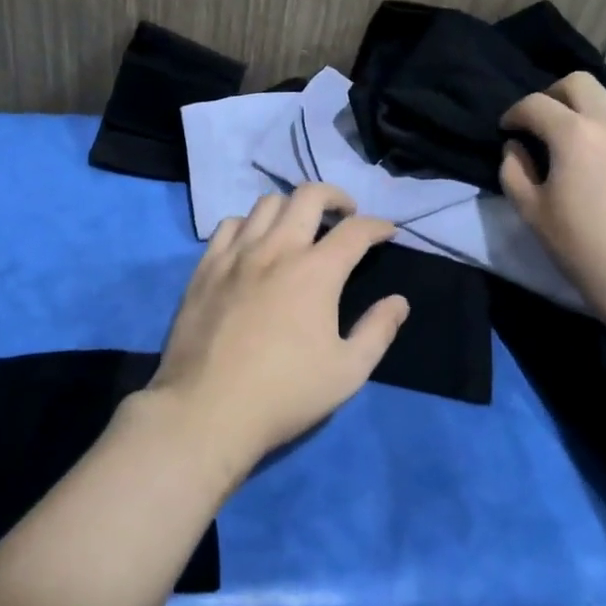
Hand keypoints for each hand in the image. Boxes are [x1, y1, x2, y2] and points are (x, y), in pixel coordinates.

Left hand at [148, 184, 407, 472]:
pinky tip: (254, 243)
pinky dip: (250, 224)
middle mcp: (277, 249)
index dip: (378, 226)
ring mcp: (237, 254)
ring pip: (267, 203)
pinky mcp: (206, 266)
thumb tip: (398, 302)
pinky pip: (229, 225)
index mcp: (316, 271)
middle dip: (335, 196)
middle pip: (309, 195)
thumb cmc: (285, 394)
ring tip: (299, 227)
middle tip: (345, 214)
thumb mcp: (347, 372)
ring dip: (291, 207)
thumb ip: (377, 331)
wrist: (207, 410)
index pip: (355, 230)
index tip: (387, 232)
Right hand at [499, 73, 605, 330]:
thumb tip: (516, 147)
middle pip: (578, 83)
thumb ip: (513, 170)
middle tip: (546, 123)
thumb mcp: (532, 213)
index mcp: (574, 134)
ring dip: (592, 114)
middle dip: (554, 96)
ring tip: (587, 146)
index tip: (508, 130)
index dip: (515, 114)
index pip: (535, 104)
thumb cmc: (585, 250)